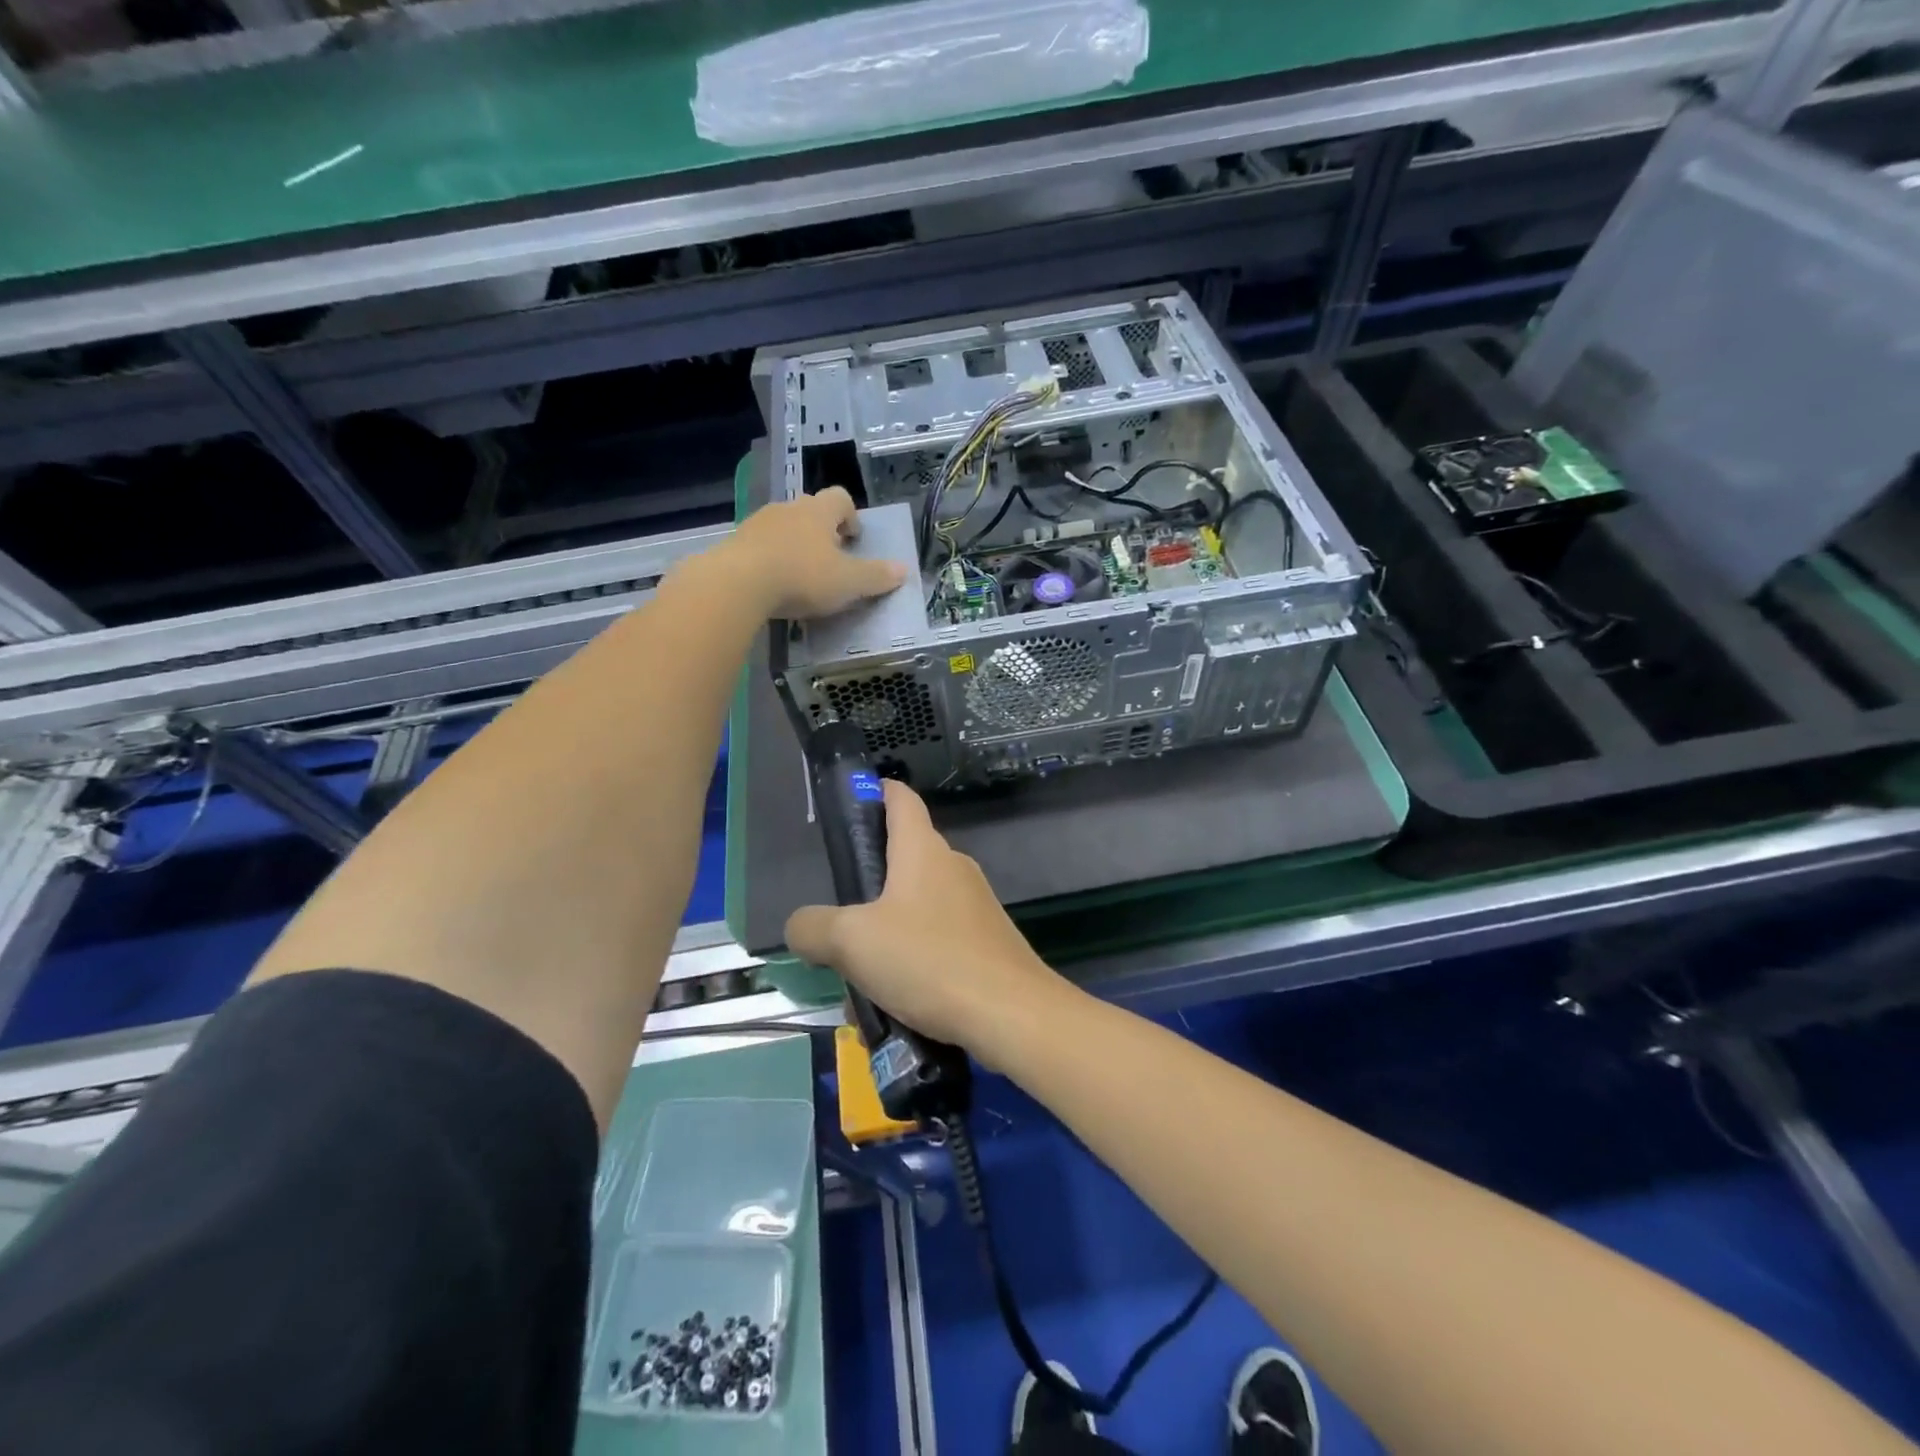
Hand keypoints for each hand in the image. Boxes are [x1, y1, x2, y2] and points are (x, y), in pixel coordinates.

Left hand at [726, 486, 906, 619]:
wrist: (738, 583)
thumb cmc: (803, 576)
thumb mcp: (848, 582)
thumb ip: (876, 576)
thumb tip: (904, 570)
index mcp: (819, 511)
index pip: (840, 498)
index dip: (851, 516)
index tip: (853, 540)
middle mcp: (789, 508)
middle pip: (810, 510)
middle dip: (822, 531)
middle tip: (830, 560)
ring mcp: (758, 523)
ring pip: (783, 527)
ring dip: (794, 545)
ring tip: (800, 575)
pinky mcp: (735, 543)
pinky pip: (760, 546)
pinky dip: (770, 559)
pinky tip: (773, 584)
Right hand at [784, 782, 1067, 1059]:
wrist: (1012, 1015)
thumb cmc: (929, 961)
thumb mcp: (852, 943)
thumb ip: (813, 928)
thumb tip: (802, 927)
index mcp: (923, 850)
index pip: (900, 799)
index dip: (875, 793)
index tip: (850, 807)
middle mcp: (953, 867)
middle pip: (903, 859)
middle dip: (867, 889)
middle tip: (838, 926)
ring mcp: (975, 905)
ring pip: (916, 909)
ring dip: (886, 937)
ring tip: (863, 983)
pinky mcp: (988, 941)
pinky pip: (938, 941)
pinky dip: (914, 962)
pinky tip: (899, 1004)